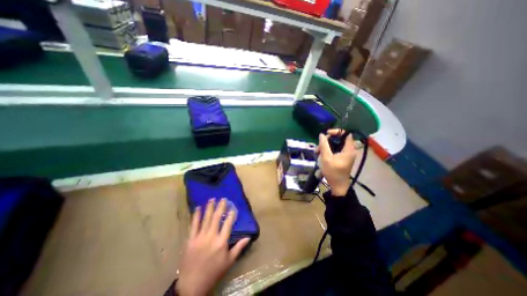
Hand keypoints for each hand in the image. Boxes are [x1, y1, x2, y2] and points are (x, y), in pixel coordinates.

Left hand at [175, 197, 248, 295]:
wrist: (192, 285)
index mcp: (221, 242)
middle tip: (223, 198)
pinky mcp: (190, 239)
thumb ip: (239, 247)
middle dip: (220, 207)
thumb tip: (248, 237)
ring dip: (209, 208)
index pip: (228, 224)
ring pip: (206, 219)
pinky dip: (196, 215)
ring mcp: (200, 237)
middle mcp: (211, 237)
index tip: (233, 207)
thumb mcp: (229, 261)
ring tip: (212, 199)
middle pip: (217, 218)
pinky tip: (197, 208)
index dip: (231, 214)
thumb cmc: (214, 272)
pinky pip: (193, 225)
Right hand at [317, 129, 358, 194]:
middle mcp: (348, 151)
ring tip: (316, 154)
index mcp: (348, 149)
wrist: (337, 186)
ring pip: (333, 146)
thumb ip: (324, 145)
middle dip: (326, 142)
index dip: (336, 132)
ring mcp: (344, 155)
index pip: (346, 134)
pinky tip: (320, 158)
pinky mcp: (340, 159)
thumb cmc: (333, 172)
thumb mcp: (326, 158)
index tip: (326, 134)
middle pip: (337, 140)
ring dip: (324, 148)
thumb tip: (321, 134)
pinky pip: (333, 152)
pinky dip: (326, 153)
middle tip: (318, 148)